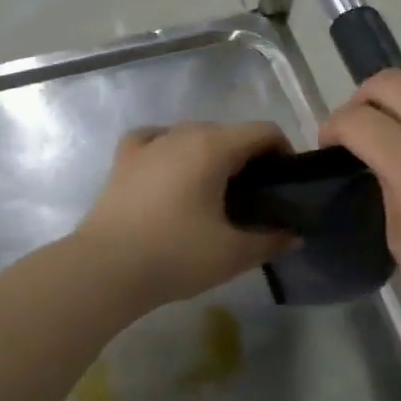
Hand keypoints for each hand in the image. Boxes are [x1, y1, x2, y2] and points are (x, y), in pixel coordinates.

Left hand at [76, 121, 295, 308]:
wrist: (105, 269)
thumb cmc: (175, 256)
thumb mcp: (233, 254)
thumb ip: (271, 241)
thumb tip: (294, 235)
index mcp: (214, 146)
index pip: (264, 131)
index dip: (284, 153)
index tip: (286, 185)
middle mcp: (183, 133)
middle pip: (230, 132)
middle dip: (249, 157)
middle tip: (255, 198)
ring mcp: (150, 143)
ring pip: (193, 135)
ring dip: (212, 155)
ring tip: (214, 193)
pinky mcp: (124, 159)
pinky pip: (156, 140)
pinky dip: (171, 150)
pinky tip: (171, 171)